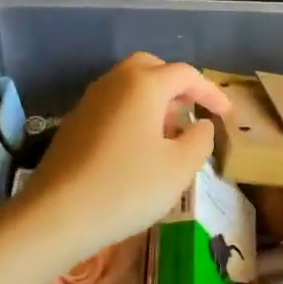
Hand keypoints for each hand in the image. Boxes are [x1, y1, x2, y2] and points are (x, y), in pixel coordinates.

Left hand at [15, 53, 232, 271]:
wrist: (55, 215)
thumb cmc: (126, 187)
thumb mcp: (179, 168)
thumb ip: (199, 139)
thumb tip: (200, 125)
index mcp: (143, 84)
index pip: (185, 75)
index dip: (210, 92)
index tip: (227, 113)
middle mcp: (115, 82)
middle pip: (151, 68)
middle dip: (176, 85)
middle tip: (193, 111)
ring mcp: (90, 101)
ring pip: (129, 86)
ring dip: (154, 100)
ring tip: (170, 131)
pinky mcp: (74, 124)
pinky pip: (113, 105)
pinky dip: (133, 114)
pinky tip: (139, 147)